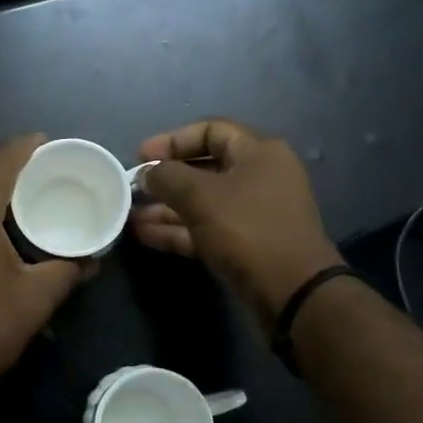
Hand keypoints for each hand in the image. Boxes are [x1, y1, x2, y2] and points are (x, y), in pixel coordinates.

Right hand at [132, 118, 342, 327]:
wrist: (291, 291)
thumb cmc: (247, 230)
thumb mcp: (201, 196)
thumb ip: (168, 177)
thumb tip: (147, 173)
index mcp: (258, 152)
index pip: (210, 130)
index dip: (172, 140)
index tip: (141, 156)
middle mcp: (259, 177)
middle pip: (204, 168)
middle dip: (166, 179)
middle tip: (132, 188)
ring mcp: (253, 213)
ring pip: (202, 202)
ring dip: (166, 208)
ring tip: (130, 215)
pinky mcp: (245, 245)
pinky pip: (206, 229)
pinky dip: (178, 230)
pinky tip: (145, 234)